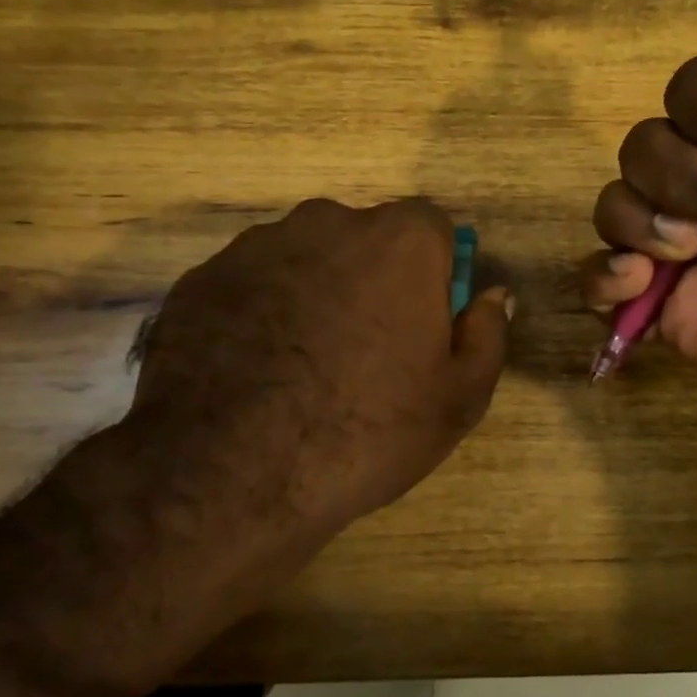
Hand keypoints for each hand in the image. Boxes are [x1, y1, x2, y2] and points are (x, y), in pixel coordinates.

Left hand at [116, 197, 510, 605]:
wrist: (229, 472)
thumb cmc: (366, 431)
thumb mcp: (458, 399)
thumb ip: (487, 334)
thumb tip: (494, 295)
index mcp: (400, 242)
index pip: (432, 227)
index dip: (433, 272)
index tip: (422, 320)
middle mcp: (327, 223)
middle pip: (365, 239)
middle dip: (372, 279)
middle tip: (364, 348)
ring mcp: (256, 246)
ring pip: (304, 258)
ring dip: (314, 292)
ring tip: (302, 365)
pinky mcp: (202, 278)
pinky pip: (251, 284)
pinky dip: (260, 312)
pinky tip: (254, 368)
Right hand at [581, 0, 696, 474]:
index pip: (695, 86)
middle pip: (644, 141)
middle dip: (684, 169)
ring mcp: (692, 251)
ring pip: (615, 201)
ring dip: (642, 216)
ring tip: (696, 253)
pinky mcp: (673, 309)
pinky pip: (599, 276)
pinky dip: (602, 273)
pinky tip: (643, 284)